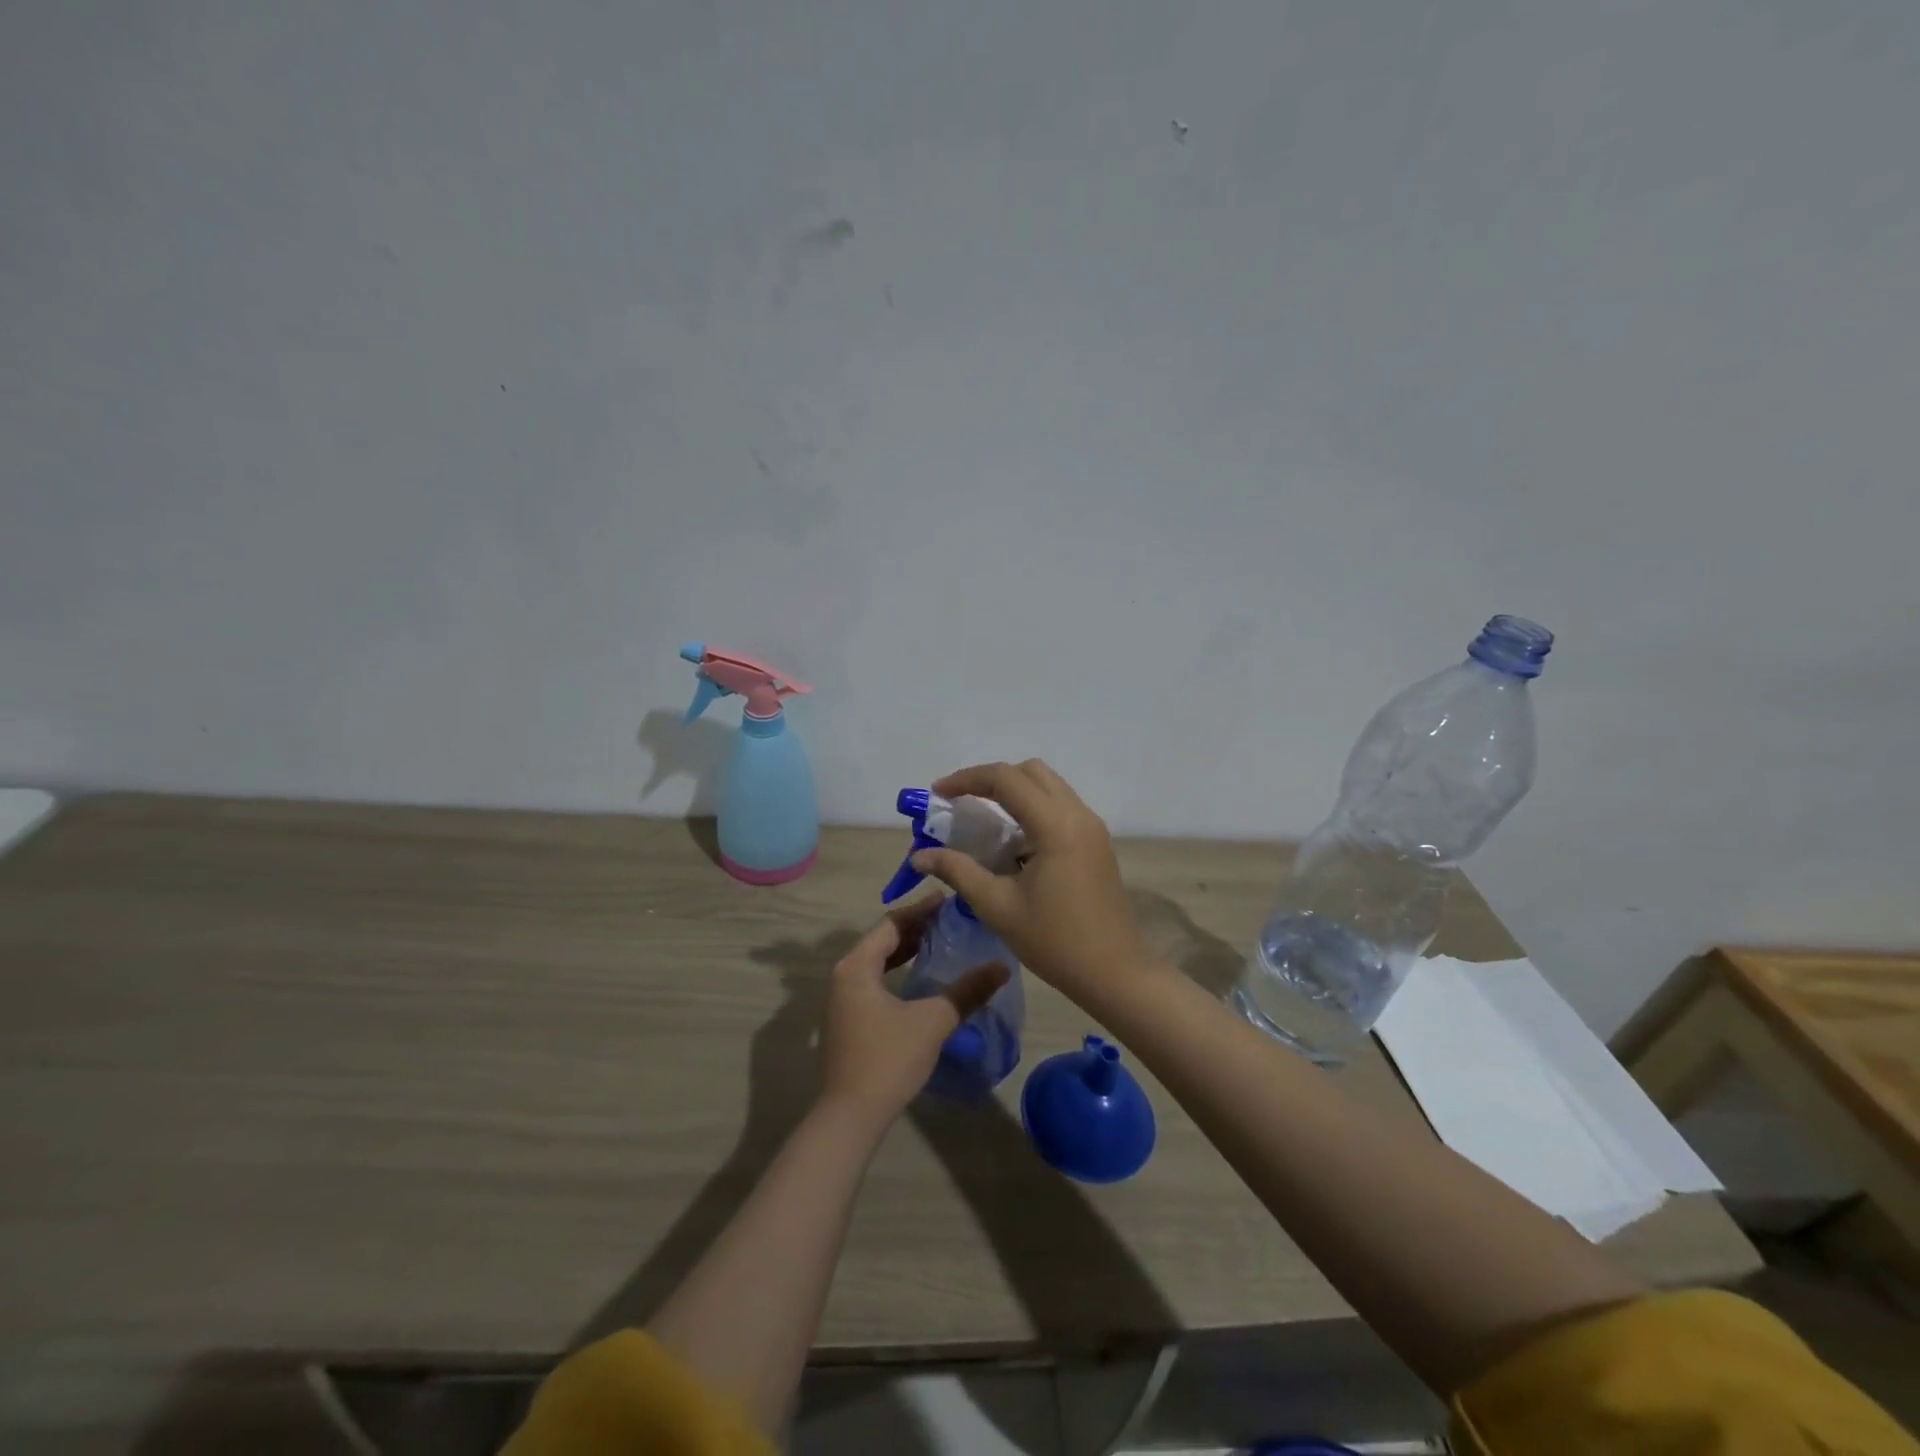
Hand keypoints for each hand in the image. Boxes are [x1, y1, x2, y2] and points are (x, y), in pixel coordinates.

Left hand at [818, 896, 1009, 1121]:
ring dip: (906, 949)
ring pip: (877, 960)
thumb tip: (1003, 967)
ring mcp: (843, 998)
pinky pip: (875, 979)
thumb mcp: (933, 1021)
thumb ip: (967, 992)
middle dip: (915, 928)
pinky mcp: (848, 1018)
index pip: (891, 923)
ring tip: (940, 941)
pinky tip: (921, 976)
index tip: (948, 900)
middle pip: (882, 939)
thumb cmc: (888, 1059)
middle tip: (950, 919)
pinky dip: (897, 970)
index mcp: (856, 965)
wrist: (850, 1116)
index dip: (920, 910)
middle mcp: (844, 974)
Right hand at [912, 760, 1149, 1004]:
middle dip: (991, 779)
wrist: (1114, 973)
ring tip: (983, 820)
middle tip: (961, 803)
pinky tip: (1013, 842)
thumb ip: (957, 871)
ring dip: (1014, 792)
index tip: (938, 793)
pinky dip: (1032, 808)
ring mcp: (1092, 827)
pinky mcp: (1097, 842)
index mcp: (1055, 825)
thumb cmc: (1054, 941)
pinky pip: (1061, 806)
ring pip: (1049, 786)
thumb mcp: (997, 907)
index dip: (967, 779)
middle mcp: (1078, 815)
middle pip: (1030, 771)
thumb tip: (919, 855)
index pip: (1006, 778)